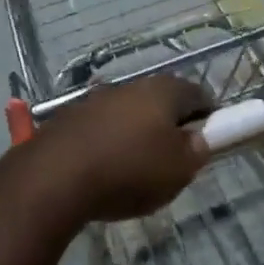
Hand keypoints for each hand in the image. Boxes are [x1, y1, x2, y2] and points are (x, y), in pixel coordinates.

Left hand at [29, 75, 211, 221]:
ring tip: (136, 169)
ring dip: (135, 134)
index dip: (209, 116)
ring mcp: (93, 100)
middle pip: (159, 102)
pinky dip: (107, 144)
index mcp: (162, 90)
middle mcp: (128, 86)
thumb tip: (198, 139)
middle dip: (169, 125)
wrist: (53, 178)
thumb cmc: (129, 170)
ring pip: (126, 114)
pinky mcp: (66, 119)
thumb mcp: (179, 169)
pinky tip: (103, 171)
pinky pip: (98, 130)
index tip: (210, 139)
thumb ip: (196, 151)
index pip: (198, 94)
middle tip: (174, 158)